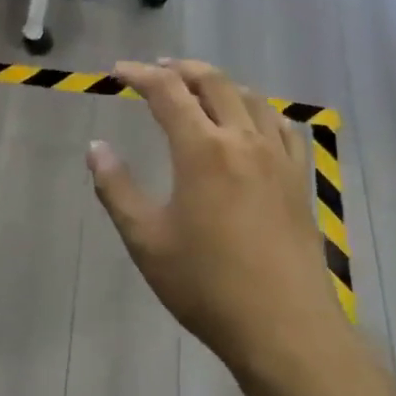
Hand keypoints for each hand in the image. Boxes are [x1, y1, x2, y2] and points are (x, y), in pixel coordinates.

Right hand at [86, 60, 339, 373]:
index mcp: (202, 149)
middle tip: (157, 69)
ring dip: (220, 83)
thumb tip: (96, 148)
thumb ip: (116, 188)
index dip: (140, 74)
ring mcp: (277, 157)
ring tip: (200, 88)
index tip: (118, 71)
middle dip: (181, 68)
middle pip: (213, 82)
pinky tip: (253, 122)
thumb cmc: (206, 284)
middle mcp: (242, 140)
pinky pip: (283, 127)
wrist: (284, 327)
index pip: (167, 91)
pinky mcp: (299, 179)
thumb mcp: (146, 240)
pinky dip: (260, 110)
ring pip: (250, 98)